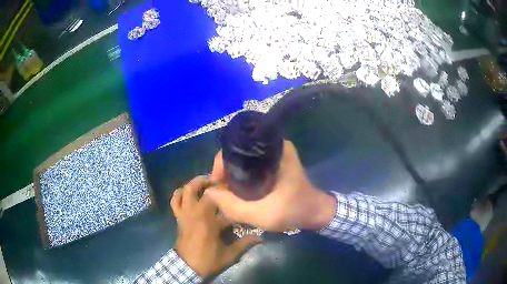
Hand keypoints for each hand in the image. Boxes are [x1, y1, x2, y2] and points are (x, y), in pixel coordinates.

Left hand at [171, 176, 261, 277]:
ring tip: (206, 183)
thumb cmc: (208, 260)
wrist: (187, 266)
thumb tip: (261, 237)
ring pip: (187, 190)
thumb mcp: (229, 255)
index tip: (240, 193)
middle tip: (223, 182)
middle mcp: (196, 212)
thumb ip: (245, 244)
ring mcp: (185, 213)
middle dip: (214, 183)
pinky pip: (175, 200)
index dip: (233, 197)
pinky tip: (187, 192)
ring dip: (196, 183)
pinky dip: (179, 193)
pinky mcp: (178, 216)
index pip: (224, 203)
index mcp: (210, 222)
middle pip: (203, 189)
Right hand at [206, 140, 336, 231]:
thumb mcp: (263, 215)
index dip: (221, 164)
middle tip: (222, 190)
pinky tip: (237, 190)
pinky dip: (241, 176)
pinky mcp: (274, 163)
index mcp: (275, 150)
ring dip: (233, 174)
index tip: (218, 184)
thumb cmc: (294, 211)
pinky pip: (250, 165)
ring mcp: (274, 154)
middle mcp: (274, 146)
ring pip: (243, 159)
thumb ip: (234, 206)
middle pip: (238, 152)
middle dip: (226, 170)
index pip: (237, 147)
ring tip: (227, 191)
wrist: (315, 213)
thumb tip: (209, 191)